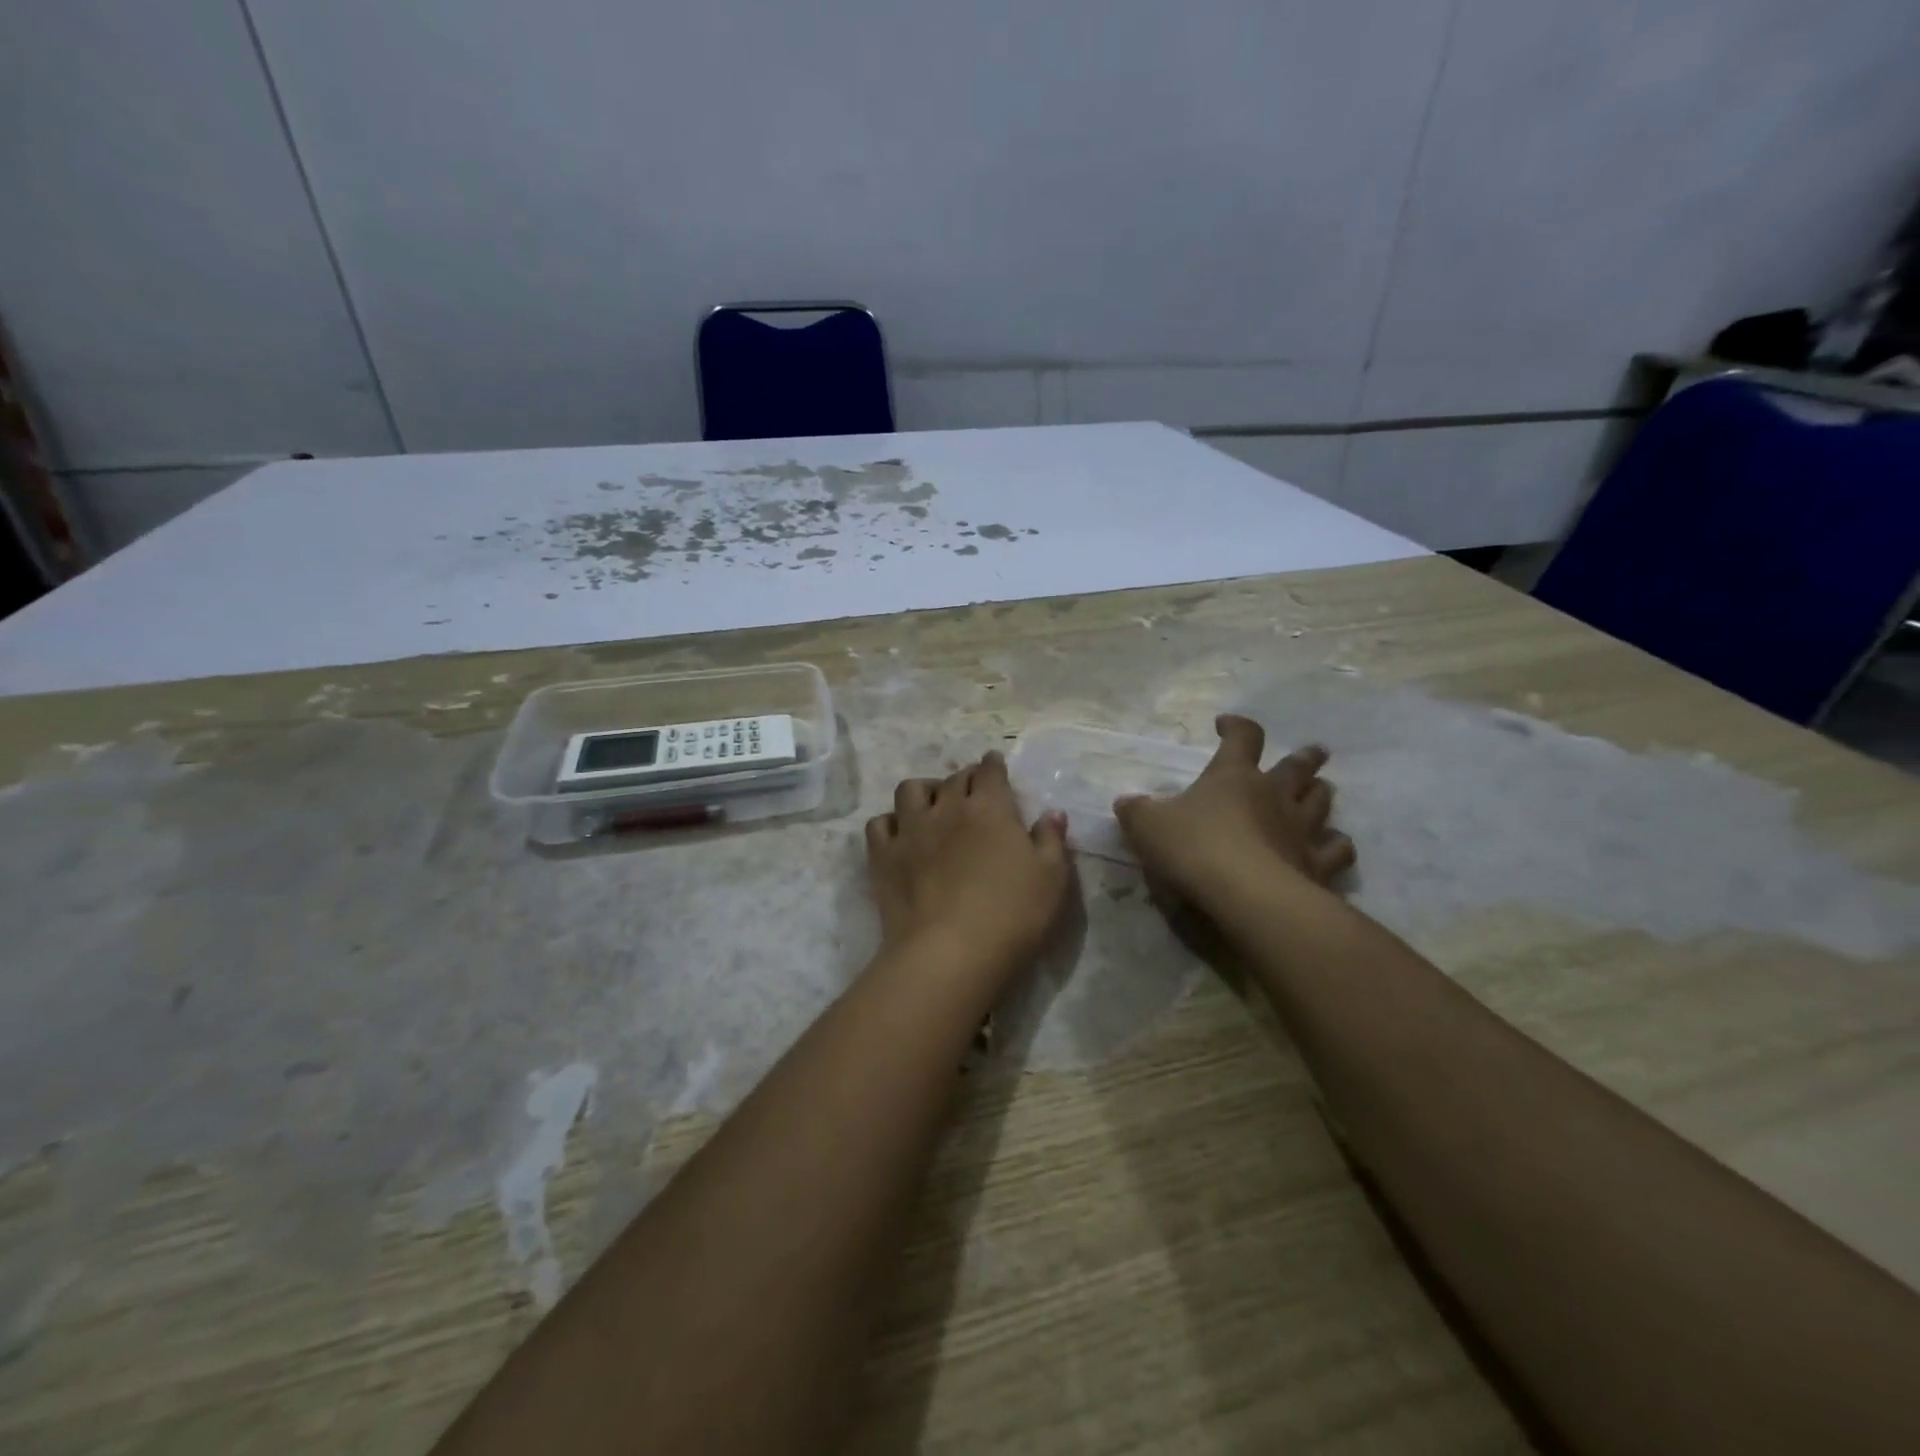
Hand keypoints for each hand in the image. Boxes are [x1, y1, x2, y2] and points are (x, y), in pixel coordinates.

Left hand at [866, 752, 1070, 974]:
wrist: (950, 952)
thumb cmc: (1012, 914)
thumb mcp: (1052, 878)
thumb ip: (1051, 840)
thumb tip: (1052, 813)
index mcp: (990, 808)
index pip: (990, 772)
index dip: (994, 765)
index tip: (995, 765)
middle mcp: (948, 808)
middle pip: (954, 778)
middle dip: (964, 778)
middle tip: (971, 791)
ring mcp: (911, 830)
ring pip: (911, 790)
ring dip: (924, 791)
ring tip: (931, 805)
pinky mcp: (883, 856)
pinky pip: (879, 824)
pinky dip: (890, 824)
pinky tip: (899, 835)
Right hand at [1113, 714, 1354, 910]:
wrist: (1245, 894)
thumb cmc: (1194, 848)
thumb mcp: (1147, 826)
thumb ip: (1136, 811)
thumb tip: (1126, 802)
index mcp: (1234, 776)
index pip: (1243, 737)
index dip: (1236, 727)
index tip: (1225, 725)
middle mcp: (1274, 795)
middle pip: (1298, 767)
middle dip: (1304, 758)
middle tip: (1314, 752)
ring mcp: (1301, 829)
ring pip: (1322, 802)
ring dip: (1321, 794)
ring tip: (1321, 791)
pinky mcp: (1317, 865)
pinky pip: (1337, 849)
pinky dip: (1337, 845)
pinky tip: (1333, 846)